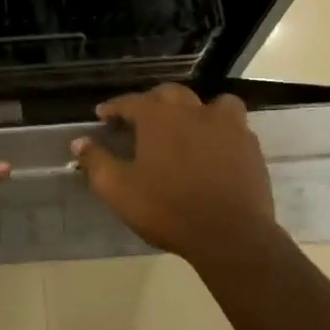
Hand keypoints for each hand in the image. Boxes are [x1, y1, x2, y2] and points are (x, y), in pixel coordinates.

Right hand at [72, 84, 278, 264]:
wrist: (229, 234)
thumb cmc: (166, 209)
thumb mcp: (118, 189)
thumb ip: (96, 162)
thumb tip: (79, 142)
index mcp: (158, 117)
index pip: (130, 102)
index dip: (114, 107)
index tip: (102, 115)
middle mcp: (193, 111)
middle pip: (170, 94)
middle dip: (152, 103)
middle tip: (141, 120)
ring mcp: (226, 126)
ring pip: (211, 103)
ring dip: (195, 110)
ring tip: (187, 126)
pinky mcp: (250, 146)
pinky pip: (234, 126)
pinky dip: (220, 130)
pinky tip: (214, 148)